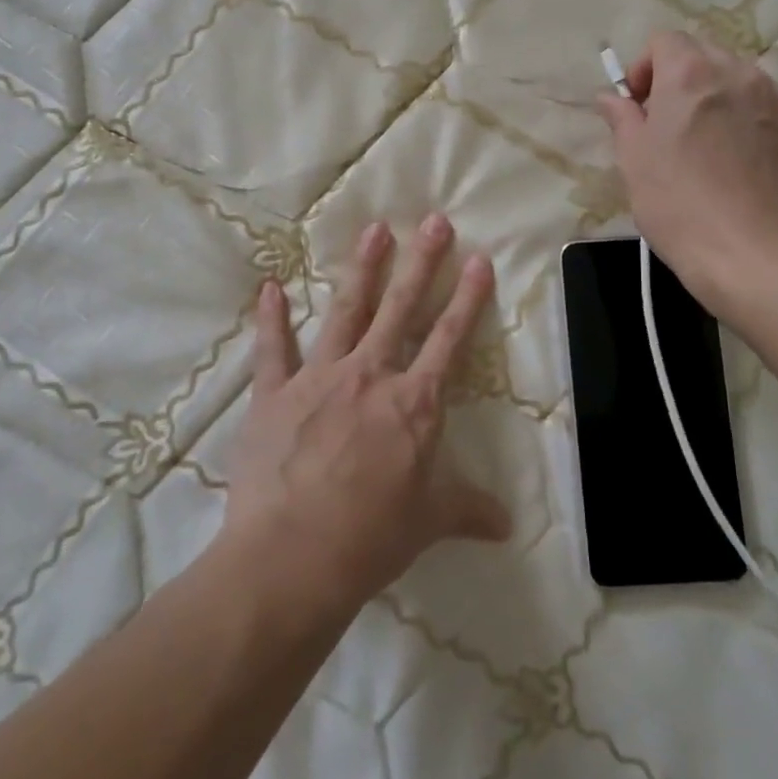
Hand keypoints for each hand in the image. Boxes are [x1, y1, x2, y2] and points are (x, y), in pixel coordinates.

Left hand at [222, 214, 511, 621]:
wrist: (293, 557)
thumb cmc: (371, 537)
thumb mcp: (429, 522)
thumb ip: (468, 510)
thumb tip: (507, 525)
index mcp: (413, 403)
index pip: (449, 339)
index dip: (467, 298)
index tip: (478, 259)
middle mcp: (370, 375)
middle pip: (401, 308)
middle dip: (421, 262)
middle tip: (434, 221)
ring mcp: (319, 378)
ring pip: (346, 311)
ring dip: (362, 269)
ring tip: (375, 230)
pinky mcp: (274, 393)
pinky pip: (273, 348)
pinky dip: (271, 318)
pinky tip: (270, 288)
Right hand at [597, 31, 777, 302]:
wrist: (752, 255)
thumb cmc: (677, 203)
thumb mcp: (634, 160)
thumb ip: (622, 118)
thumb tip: (612, 97)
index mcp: (691, 74)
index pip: (664, 40)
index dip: (644, 68)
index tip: (637, 107)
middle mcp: (740, 75)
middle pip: (704, 56)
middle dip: (680, 81)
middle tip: (667, 127)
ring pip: (739, 83)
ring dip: (716, 101)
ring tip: (705, 148)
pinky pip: (768, 112)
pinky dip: (748, 125)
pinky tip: (738, 168)